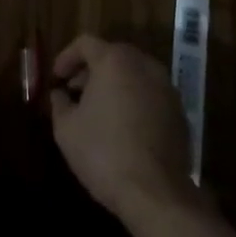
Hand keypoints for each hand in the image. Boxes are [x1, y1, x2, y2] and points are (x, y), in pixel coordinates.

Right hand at [50, 35, 199, 228]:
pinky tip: (123, 126)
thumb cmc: (103, 153)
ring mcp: (166, 87)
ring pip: (134, 74)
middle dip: (90, 70)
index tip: (56, 78)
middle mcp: (144, 65)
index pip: (85, 43)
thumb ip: (60, 103)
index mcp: (114, 61)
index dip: (66, 57)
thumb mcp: (66, 128)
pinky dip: (134, 100)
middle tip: (75, 91)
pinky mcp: (179, 112)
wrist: (155, 193)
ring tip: (98, 110)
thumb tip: (60, 94)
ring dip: (114, 84)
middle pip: (112, 55)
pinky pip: (150, 94)